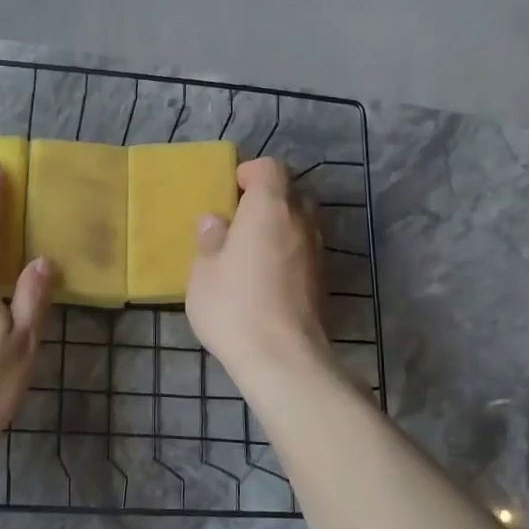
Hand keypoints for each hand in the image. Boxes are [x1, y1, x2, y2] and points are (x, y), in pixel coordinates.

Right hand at [187, 158, 329, 377]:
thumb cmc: (234, 307)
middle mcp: (301, 222)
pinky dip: (289, 254)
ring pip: (302, 224)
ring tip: (252, 252)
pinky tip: (267, 279)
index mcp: (270, 208)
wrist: (284, 359)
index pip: (271, 168)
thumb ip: (210, 240)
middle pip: (292, 193)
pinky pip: (305, 252)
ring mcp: (318, 252)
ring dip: (280, 228)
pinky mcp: (324, 281)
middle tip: (240, 222)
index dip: (251, 172)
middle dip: (268, 200)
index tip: (231, 191)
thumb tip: (215, 221)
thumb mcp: (204, 272)